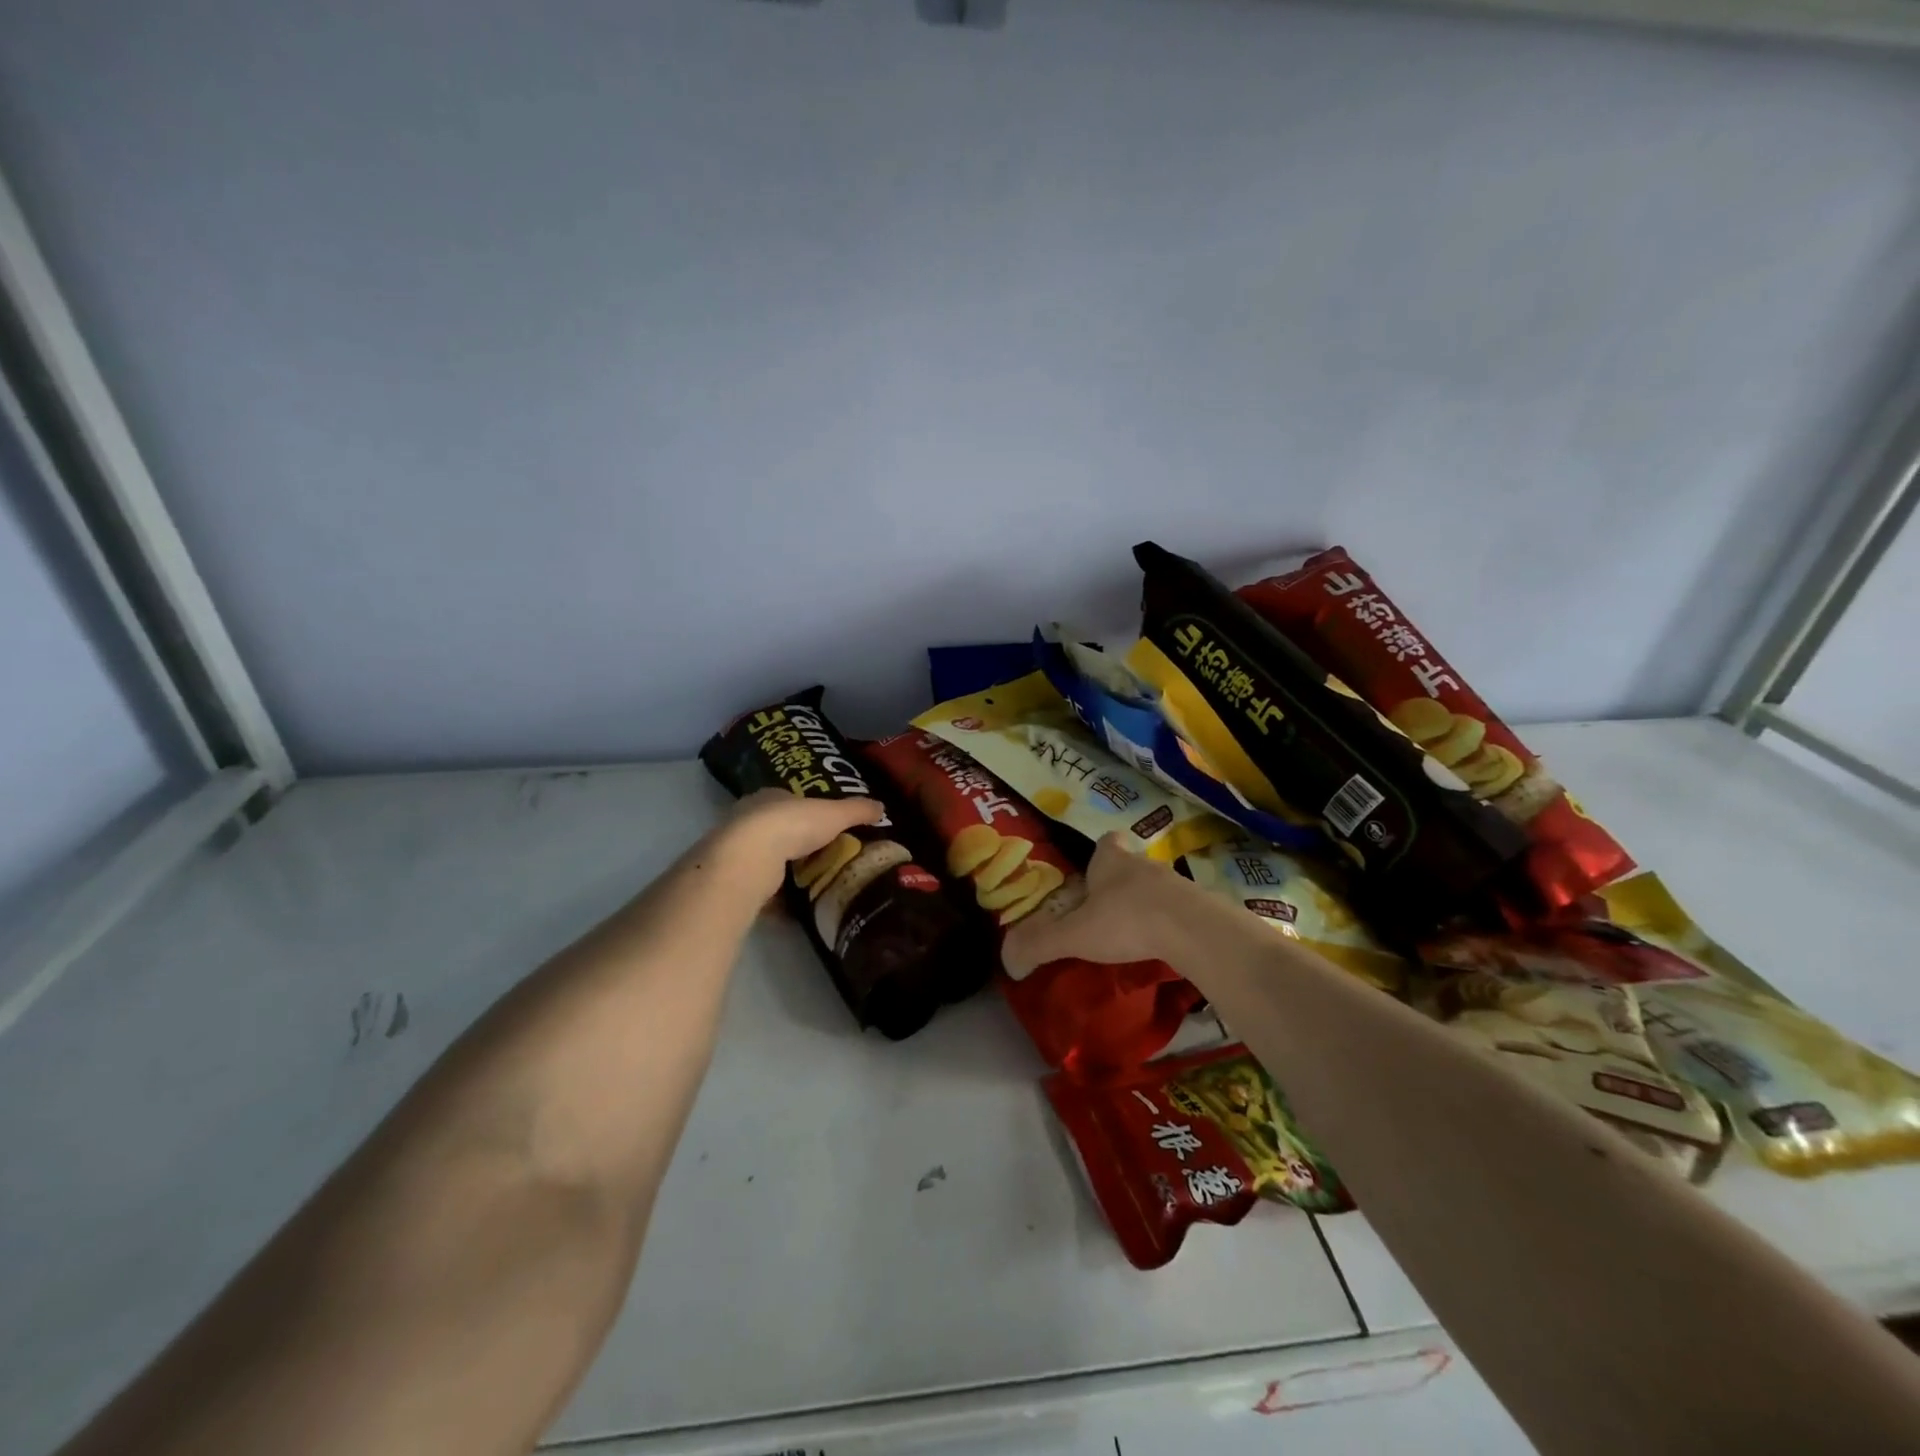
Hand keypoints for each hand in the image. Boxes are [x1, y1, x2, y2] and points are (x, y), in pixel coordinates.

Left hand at [714, 789, 885, 899]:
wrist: (748, 858)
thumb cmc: (792, 825)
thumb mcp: (834, 814)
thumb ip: (857, 810)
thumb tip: (881, 806)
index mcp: (770, 796)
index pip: (789, 799)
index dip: (807, 810)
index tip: (825, 825)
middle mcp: (748, 817)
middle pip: (776, 827)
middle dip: (796, 841)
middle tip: (822, 855)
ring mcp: (738, 848)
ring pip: (765, 855)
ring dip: (783, 867)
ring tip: (811, 881)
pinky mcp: (734, 876)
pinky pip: (759, 884)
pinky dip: (774, 894)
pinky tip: (792, 905)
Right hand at [1002, 833, 1198, 977]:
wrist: (1192, 930)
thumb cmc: (1126, 920)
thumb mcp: (1074, 935)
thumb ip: (1040, 944)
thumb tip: (1008, 960)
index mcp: (1110, 860)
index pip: (1106, 842)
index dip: (1099, 853)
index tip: (1092, 872)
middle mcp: (1143, 864)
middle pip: (1128, 865)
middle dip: (1116, 883)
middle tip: (1103, 911)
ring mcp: (1174, 884)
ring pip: (1153, 887)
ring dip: (1142, 905)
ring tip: (1129, 934)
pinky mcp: (1197, 907)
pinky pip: (1175, 910)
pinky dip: (1165, 924)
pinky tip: (1157, 946)